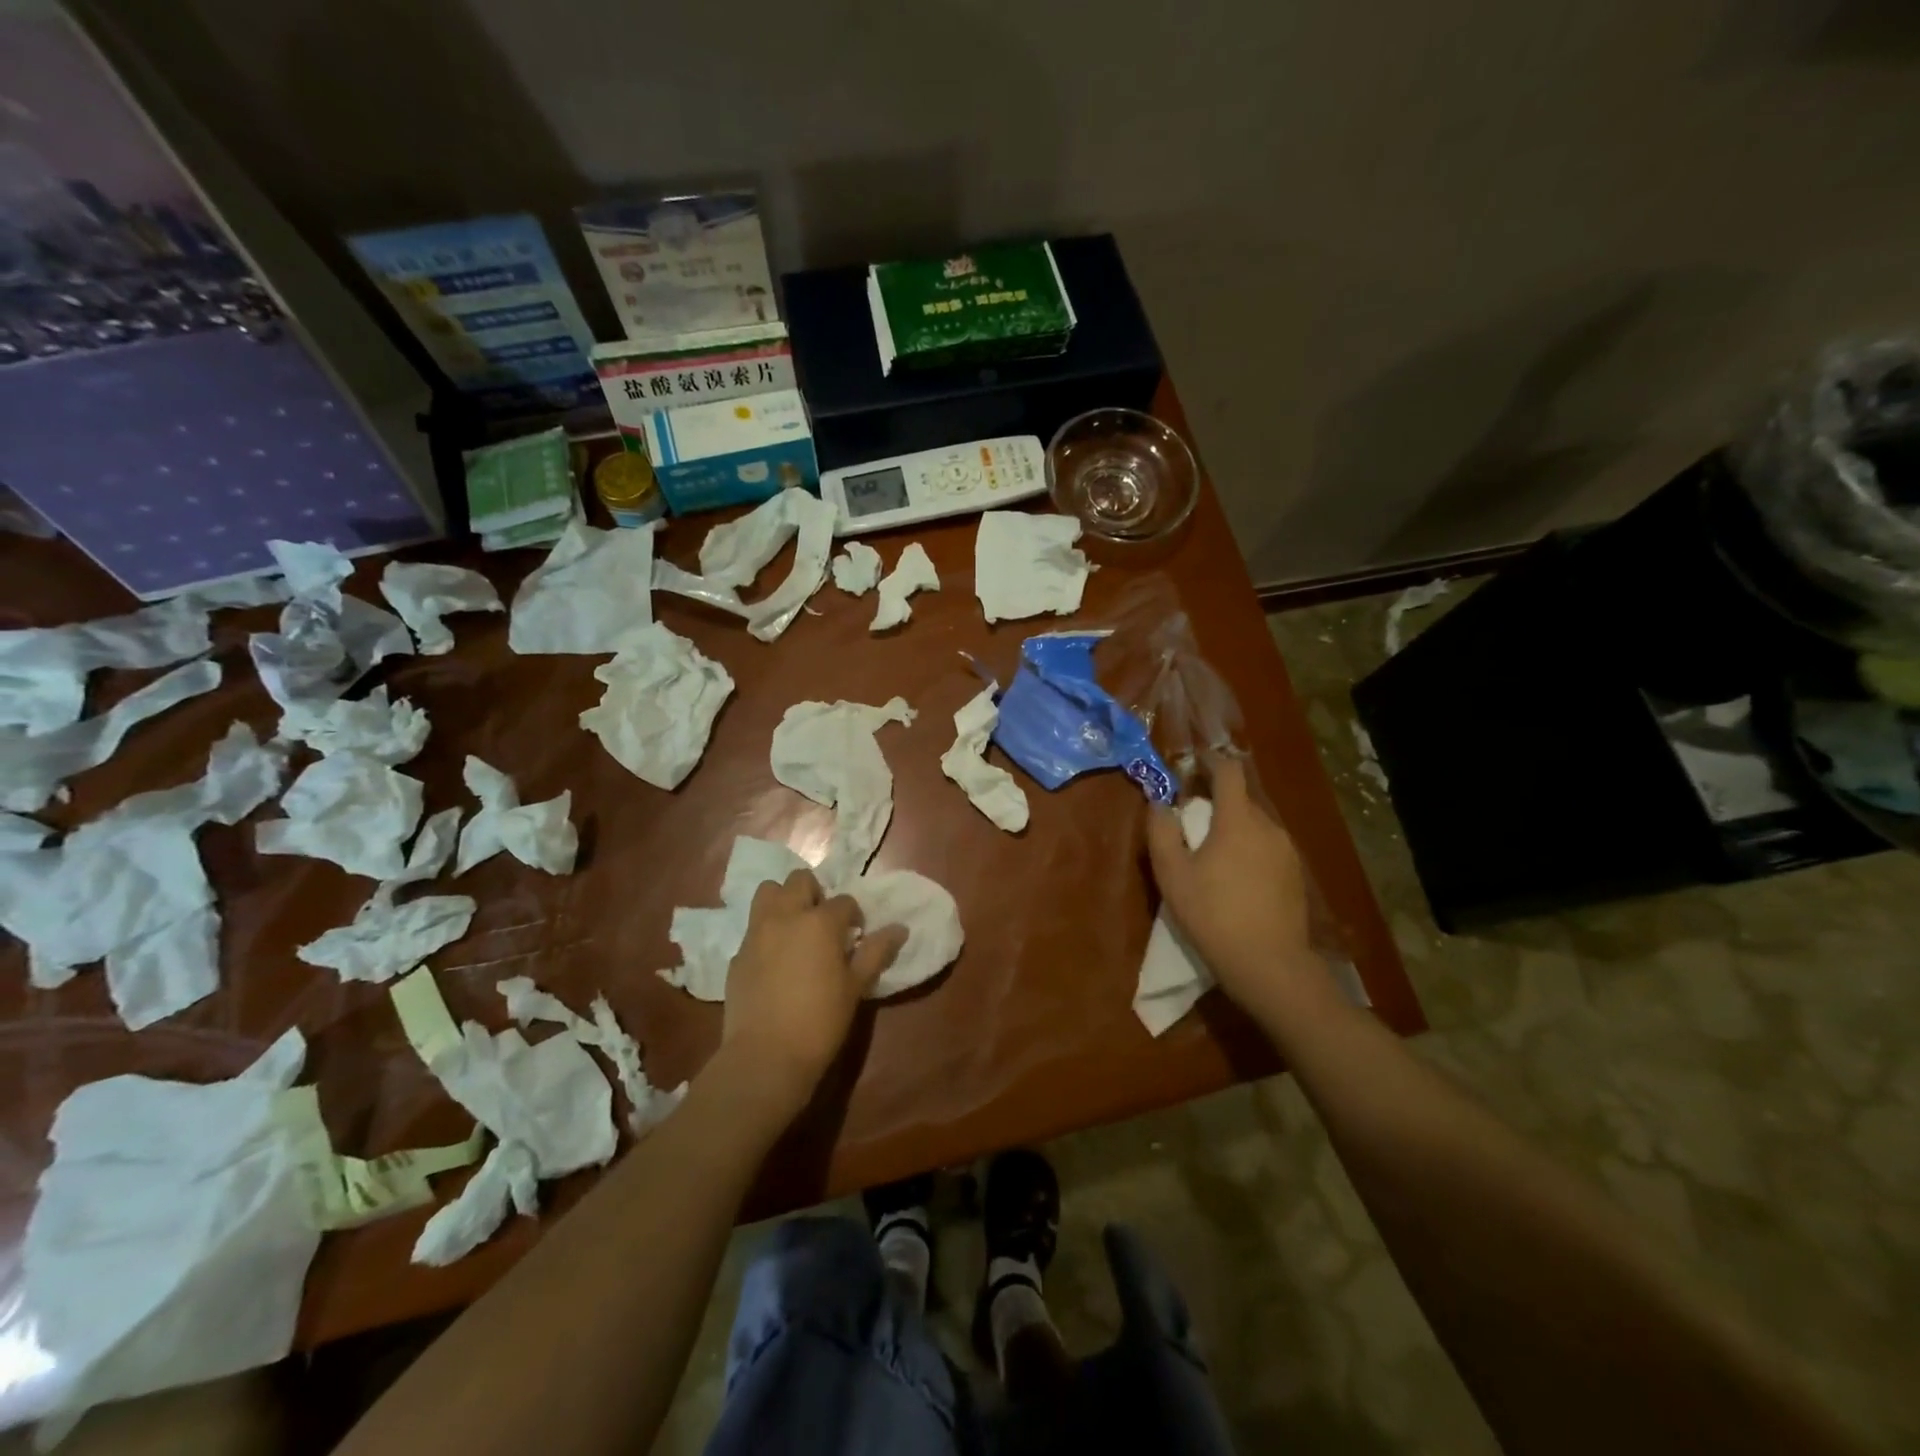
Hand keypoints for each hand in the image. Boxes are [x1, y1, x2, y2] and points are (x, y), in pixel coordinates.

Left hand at [721, 869, 906, 1115]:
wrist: (765, 1056)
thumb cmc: (820, 1020)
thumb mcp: (856, 987)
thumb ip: (877, 952)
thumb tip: (900, 929)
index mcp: (820, 921)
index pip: (844, 901)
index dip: (853, 917)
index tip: (855, 937)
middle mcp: (786, 916)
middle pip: (799, 880)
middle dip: (814, 893)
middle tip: (822, 923)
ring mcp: (757, 932)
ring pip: (768, 892)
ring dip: (783, 901)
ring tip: (794, 929)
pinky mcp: (737, 954)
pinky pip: (753, 928)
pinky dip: (765, 932)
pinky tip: (774, 960)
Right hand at [1145, 755, 1323, 1014]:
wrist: (1269, 964)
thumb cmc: (1213, 915)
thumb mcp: (1172, 874)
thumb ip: (1161, 831)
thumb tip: (1159, 803)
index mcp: (1238, 820)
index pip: (1229, 772)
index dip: (1209, 761)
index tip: (1192, 764)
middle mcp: (1269, 826)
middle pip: (1242, 798)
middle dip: (1217, 799)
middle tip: (1191, 817)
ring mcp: (1287, 851)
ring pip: (1256, 824)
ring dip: (1233, 826)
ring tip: (1212, 851)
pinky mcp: (1296, 875)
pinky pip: (1268, 847)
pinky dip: (1249, 848)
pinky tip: (1235, 877)